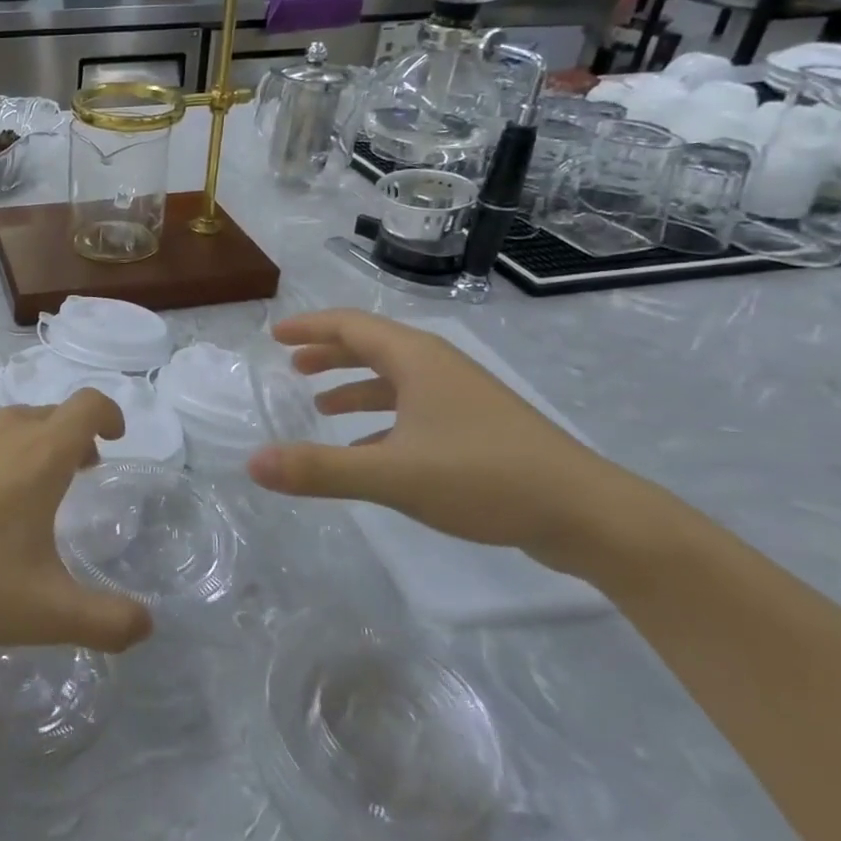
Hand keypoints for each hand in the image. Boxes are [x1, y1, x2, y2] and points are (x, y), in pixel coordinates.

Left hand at [0, 391, 153, 652]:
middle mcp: (2, 429)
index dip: (109, 413)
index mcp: (40, 454)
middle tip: (77, 475)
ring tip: (20, 493)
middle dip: (72, 438)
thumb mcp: (48, 612)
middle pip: (50, 415)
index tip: (115, 437)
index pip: (88, 405)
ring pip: (7, 425)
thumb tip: (146, 624)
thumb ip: (107, 621)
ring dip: (28, 446)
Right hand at [247, 310, 634, 563]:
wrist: (587, 514)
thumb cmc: (484, 477)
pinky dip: (380, 420)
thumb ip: (320, 469)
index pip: (351, 326)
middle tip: (291, 365)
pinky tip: (365, 449)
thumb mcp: (392, 475)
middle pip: (372, 347)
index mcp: (417, 359)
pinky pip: (413, 409)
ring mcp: (461, 398)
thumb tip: (252, 463)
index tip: (274, 335)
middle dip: (329, 353)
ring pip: (394, 379)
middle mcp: (438, 368)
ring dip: (354, 386)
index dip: (309, 327)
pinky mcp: (476, 428)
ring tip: (319, 404)